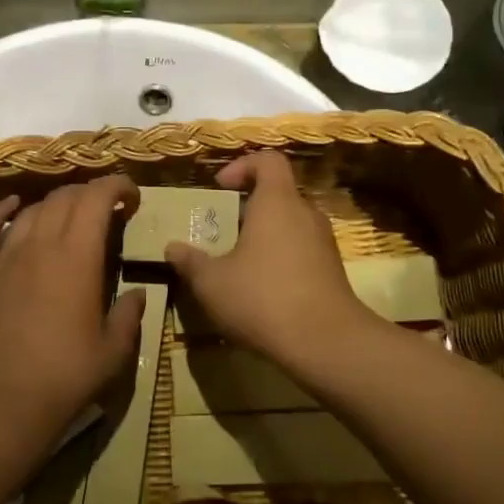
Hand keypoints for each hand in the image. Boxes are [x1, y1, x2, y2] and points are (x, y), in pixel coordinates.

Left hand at [0, 174, 148, 421]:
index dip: (117, 187)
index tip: (132, 197)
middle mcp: (41, 244)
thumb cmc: (67, 375)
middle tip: (108, 210)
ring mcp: (6, 255)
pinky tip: (14, 205)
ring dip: (57, 203)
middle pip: (66, 198)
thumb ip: (130, 314)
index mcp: (79, 257)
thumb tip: (137, 294)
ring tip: (71, 216)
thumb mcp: (115, 349)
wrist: (6, 400)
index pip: (97, 198)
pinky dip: (2, 209)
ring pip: (33, 209)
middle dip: (91, 194)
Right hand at [163, 152, 377, 371]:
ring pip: (290, 225)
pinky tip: (262, 289)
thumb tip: (171, 249)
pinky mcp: (332, 270)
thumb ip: (190, 262)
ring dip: (264, 235)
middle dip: (248, 207)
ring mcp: (324, 243)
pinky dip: (281, 258)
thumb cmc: (263, 298)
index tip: (220, 187)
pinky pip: (301, 250)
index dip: (242, 166)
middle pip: (278, 194)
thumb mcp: (212, 283)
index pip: (268, 160)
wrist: (326, 343)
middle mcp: (305, 214)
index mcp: (278, 203)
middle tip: (222, 229)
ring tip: (238, 262)